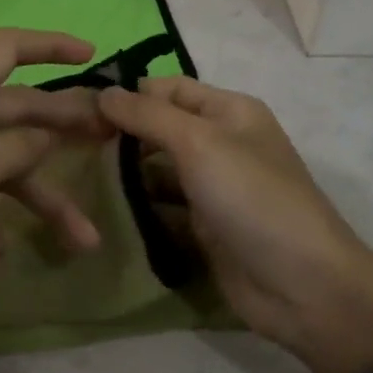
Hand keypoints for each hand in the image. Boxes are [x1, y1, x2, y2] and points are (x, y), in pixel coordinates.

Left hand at [0, 29, 110, 341]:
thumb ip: (15, 149)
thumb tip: (47, 132)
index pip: (7, 49)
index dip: (50, 45)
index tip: (93, 57)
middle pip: (17, 111)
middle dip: (64, 128)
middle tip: (111, 143)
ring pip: (3, 168)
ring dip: (41, 201)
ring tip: (82, 241)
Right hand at [98, 76, 372, 372]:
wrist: (302, 285)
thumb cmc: (252, 198)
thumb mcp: (199, 143)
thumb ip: (148, 115)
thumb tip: (103, 91)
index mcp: (229, 111)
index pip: (168, 88)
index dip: (128, 93)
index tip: (79, 108)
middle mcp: (222, 142)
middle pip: (162, 126)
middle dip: (122, 132)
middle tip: (70, 143)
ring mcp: (213, 186)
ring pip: (159, 167)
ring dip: (126, 170)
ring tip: (77, 173)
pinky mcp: (205, 225)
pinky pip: (164, 205)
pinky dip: (139, 204)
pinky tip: (105, 206)